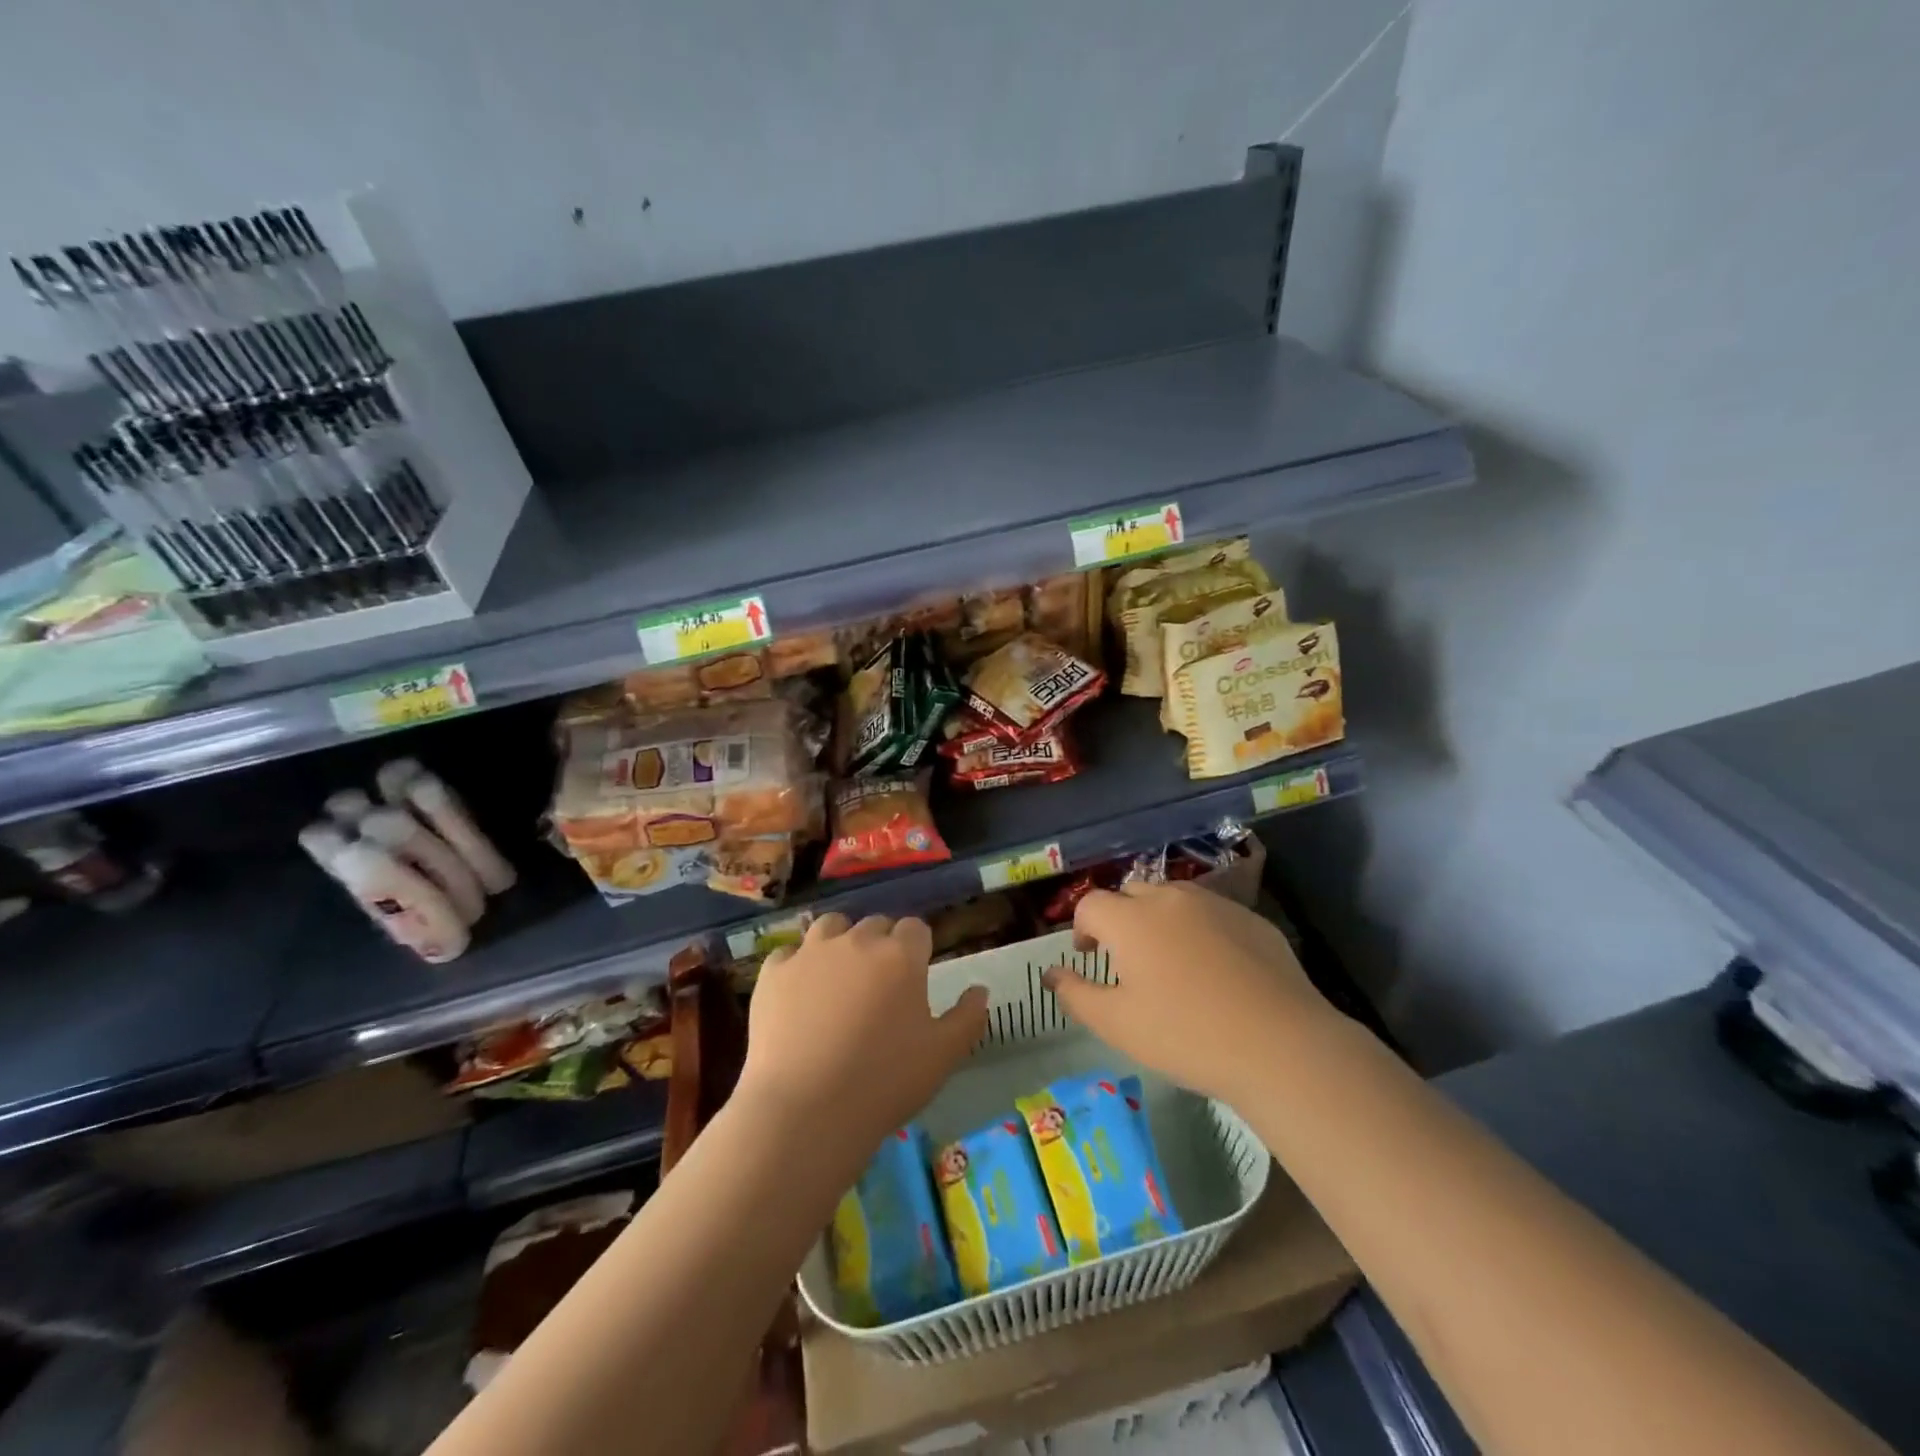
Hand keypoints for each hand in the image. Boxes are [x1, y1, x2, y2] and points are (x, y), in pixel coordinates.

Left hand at [737, 913, 987, 1158]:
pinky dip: (798, 966)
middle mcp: (857, 940)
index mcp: (901, 955)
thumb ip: (968, 1017)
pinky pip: (789, 953)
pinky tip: (799, 995)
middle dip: (881, 945)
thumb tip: (980, 990)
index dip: (918, 949)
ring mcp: (811, 952)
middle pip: (875, 925)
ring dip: (840, 942)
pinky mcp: (774, 972)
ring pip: (831, 926)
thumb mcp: (943, 1056)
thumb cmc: (884, 1082)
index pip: (916, 929)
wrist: (806, 1110)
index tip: (915, 976)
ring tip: (839, 978)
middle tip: (878, 986)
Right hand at [1045, 881, 1335, 1105]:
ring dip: (1160, 920)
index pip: (1091, 905)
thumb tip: (1051, 974)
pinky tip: (1215, 970)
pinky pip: (1212, 914)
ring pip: (1173, 899)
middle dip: (1121, 918)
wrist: (1280, 1045)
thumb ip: (1076, 995)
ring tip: (1170, 961)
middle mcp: (1169, 899)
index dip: (1082, 927)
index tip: (1090, 955)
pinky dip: (1200, 930)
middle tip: (1128, 959)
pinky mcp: (1252, 919)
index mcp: (1130, 919)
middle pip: (1132, 893)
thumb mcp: (1117, 1025)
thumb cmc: (1186, 1036)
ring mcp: (1215, 904)